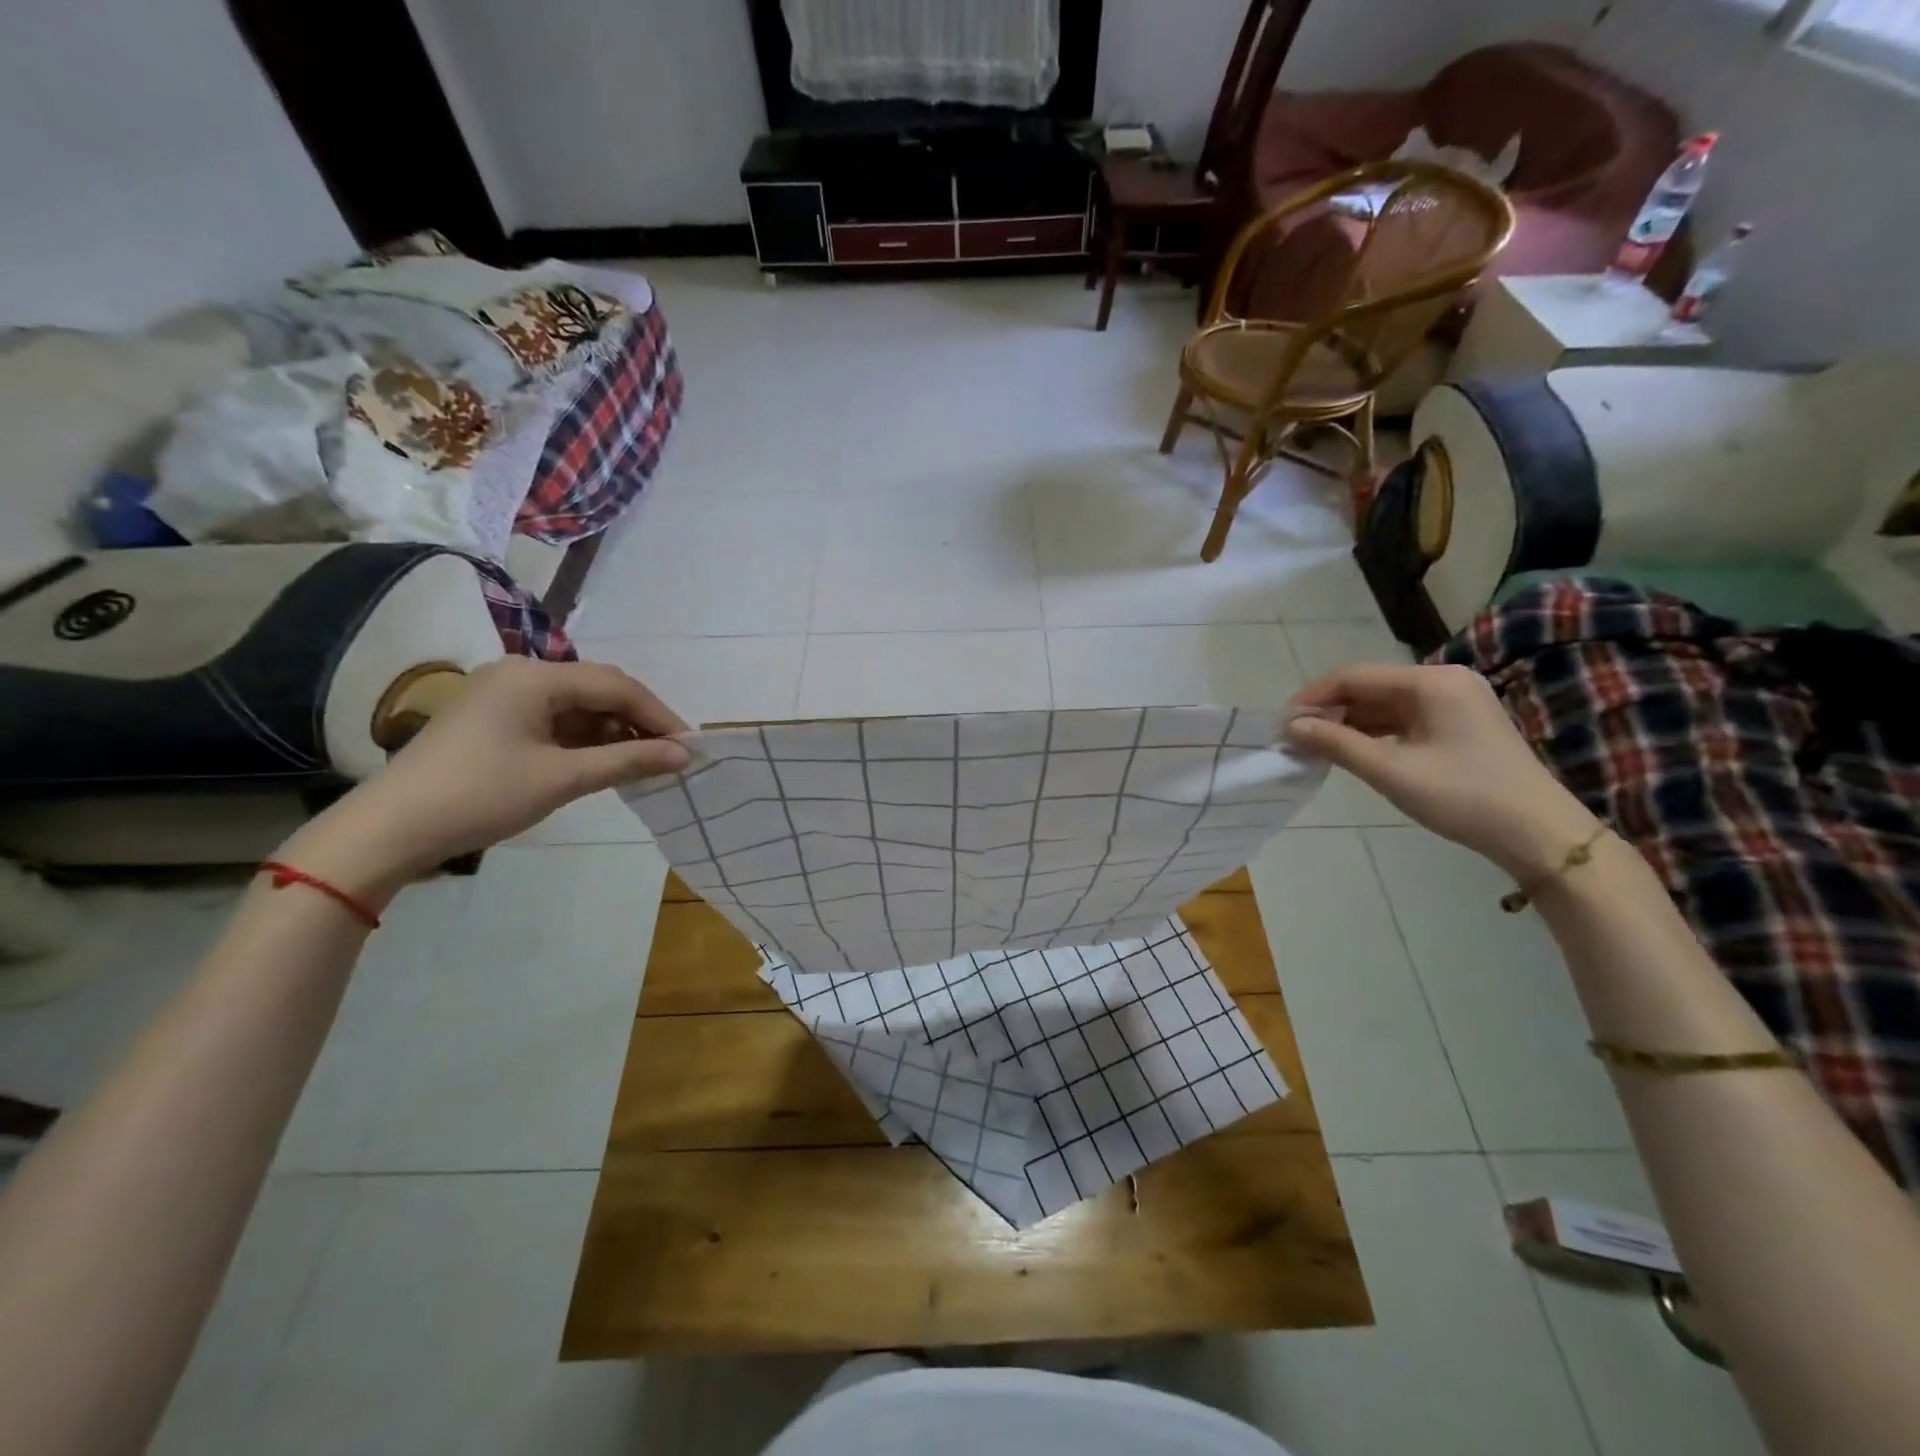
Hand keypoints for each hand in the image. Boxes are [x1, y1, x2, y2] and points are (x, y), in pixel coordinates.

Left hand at [279, 658, 690, 901]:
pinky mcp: (494, 717)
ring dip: (613, 732)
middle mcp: (521, 674)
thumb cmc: (481, 796)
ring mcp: (504, 694)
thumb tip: (683, 755)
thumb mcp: (562, 778)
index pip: (616, 685)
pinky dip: (584, 739)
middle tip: (670, 756)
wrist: (391, 829)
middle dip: (638, 722)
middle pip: (598, 690)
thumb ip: (628, 761)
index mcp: (535, 677)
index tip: (689, 746)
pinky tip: (603, 762)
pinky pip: (555, 719)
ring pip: (578, 705)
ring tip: (642, 764)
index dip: (659, 715)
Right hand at [1285, 663, 1599, 880]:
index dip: (1313, 698)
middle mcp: (1444, 681)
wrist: (1539, 834)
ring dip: (1349, 723)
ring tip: (1315, 747)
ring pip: (1384, 704)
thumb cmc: (1463, 796)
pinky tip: (1352, 751)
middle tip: (1295, 738)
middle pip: (1369, 687)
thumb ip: (1337, 743)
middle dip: (1329, 711)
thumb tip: (1291, 726)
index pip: (1354, 677)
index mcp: (1431, 682)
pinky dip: (1373, 733)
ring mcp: (1455, 702)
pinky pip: (1403, 719)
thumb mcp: (1391, 771)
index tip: (1282, 724)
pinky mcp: (1459, 724)